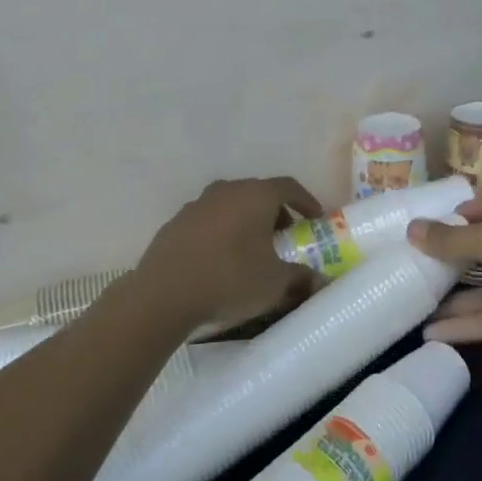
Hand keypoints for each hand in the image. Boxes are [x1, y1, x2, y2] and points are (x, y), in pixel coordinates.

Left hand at [139, 176, 322, 329]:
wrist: (164, 294)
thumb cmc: (230, 280)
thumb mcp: (275, 284)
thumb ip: (300, 277)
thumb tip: (317, 280)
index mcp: (255, 196)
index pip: (288, 187)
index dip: (306, 201)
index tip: (315, 220)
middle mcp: (226, 190)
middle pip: (258, 193)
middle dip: (276, 213)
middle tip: (284, 237)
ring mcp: (197, 204)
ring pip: (231, 205)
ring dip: (246, 222)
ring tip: (252, 250)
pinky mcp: (175, 222)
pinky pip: (209, 221)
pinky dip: (221, 232)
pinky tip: (220, 259)